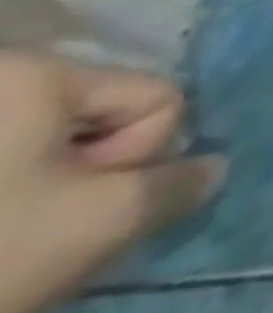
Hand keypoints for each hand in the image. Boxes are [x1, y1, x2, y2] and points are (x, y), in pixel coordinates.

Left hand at [0, 50, 224, 312]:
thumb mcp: (104, 220)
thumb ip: (179, 183)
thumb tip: (211, 169)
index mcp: (35, 73)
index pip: (155, 101)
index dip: (137, 154)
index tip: (79, 201)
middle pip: (100, 118)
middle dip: (90, 173)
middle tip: (42, 225)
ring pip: (47, 147)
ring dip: (46, 191)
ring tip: (6, 239)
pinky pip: (6, 165)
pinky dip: (6, 203)